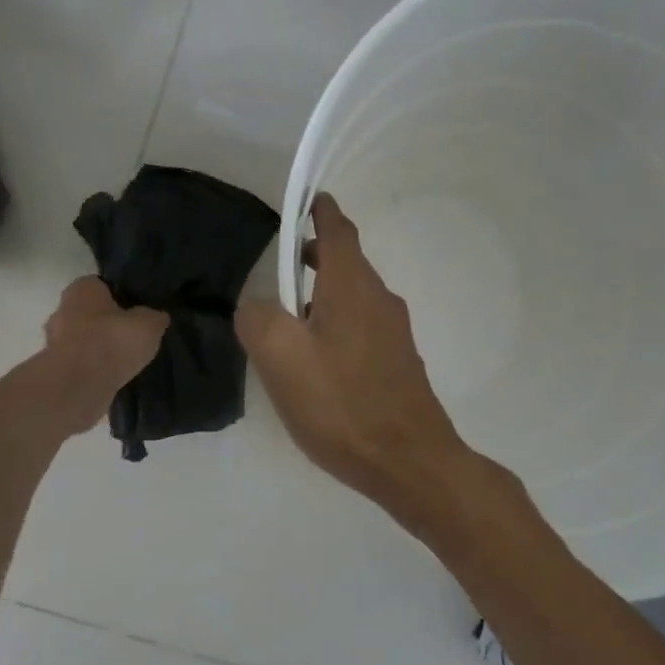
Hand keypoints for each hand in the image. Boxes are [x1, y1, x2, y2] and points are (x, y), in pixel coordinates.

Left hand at [31, 277, 168, 436]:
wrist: (79, 386)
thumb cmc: (113, 342)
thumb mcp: (149, 324)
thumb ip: (154, 316)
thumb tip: (158, 316)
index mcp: (82, 288)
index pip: (104, 285)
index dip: (123, 297)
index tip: (139, 311)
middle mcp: (63, 309)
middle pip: (92, 313)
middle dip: (110, 324)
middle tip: (134, 337)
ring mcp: (55, 341)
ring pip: (85, 339)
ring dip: (102, 348)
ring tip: (127, 360)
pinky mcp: (56, 368)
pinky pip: (81, 363)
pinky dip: (95, 368)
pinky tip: (113, 377)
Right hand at [237, 195, 480, 528]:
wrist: (408, 461)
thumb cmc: (342, 403)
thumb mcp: (280, 357)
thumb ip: (257, 317)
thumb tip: (255, 304)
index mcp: (353, 286)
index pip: (338, 228)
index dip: (318, 211)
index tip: (300, 203)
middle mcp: (380, 299)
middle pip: (346, 262)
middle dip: (313, 256)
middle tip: (277, 269)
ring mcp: (394, 333)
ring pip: (353, 297)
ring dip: (321, 295)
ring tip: (287, 320)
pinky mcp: (398, 363)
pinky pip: (361, 327)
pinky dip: (335, 325)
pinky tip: (315, 361)